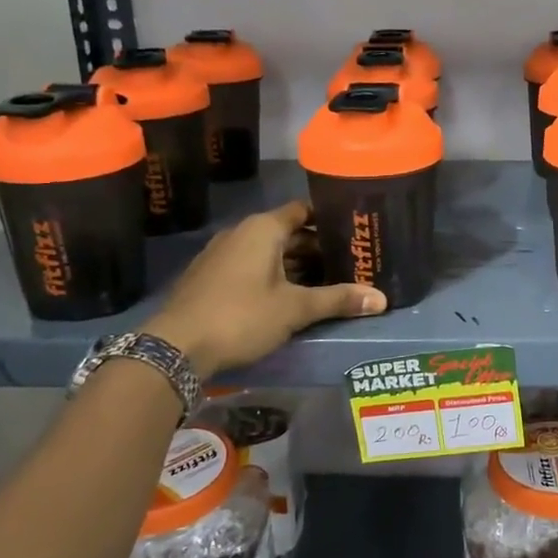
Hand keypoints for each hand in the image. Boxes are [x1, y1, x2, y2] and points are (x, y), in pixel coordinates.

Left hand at [142, 200, 385, 376]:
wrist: (175, 347)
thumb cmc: (241, 316)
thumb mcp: (295, 308)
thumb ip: (338, 299)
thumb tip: (382, 299)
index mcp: (263, 229)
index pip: (303, 210)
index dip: (329, 218)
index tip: (353, 230)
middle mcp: (241, 233)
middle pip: (288, 232)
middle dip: (317, 247)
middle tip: (348, 261)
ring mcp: (221, 255)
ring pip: (268, 252)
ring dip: (295, 264)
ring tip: (327, 281)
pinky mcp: (210, 277)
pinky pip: (251, 266)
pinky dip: (273, 275)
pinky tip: (289, 297)